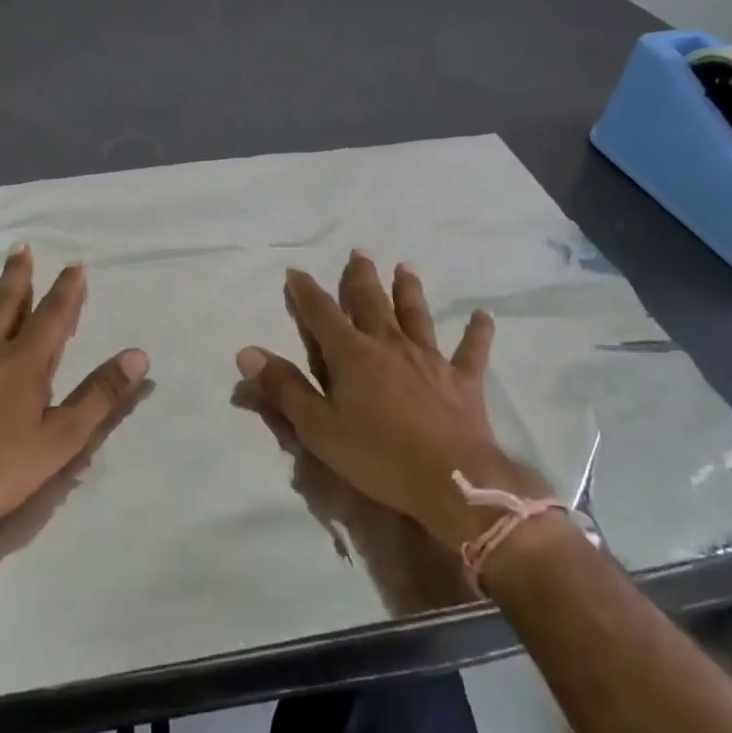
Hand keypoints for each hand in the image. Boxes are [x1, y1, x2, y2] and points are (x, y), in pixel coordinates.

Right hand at [236, 252, 549, 552]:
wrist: (452, 480)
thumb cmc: (378, 456)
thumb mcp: (318, 428)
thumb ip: (284, 387)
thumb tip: (247, 351)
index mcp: (352, 355)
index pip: (322, 314)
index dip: (306, 292)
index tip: (296, 270)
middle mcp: (389, 345)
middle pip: (372, 302)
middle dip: (361, 277)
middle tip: (359, 253)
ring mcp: (429, 359)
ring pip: (416, 315)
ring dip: (409, 290)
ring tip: (405, 267)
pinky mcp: (463, 380)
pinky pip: (472, 350)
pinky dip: (478, 332)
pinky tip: (484, 315)